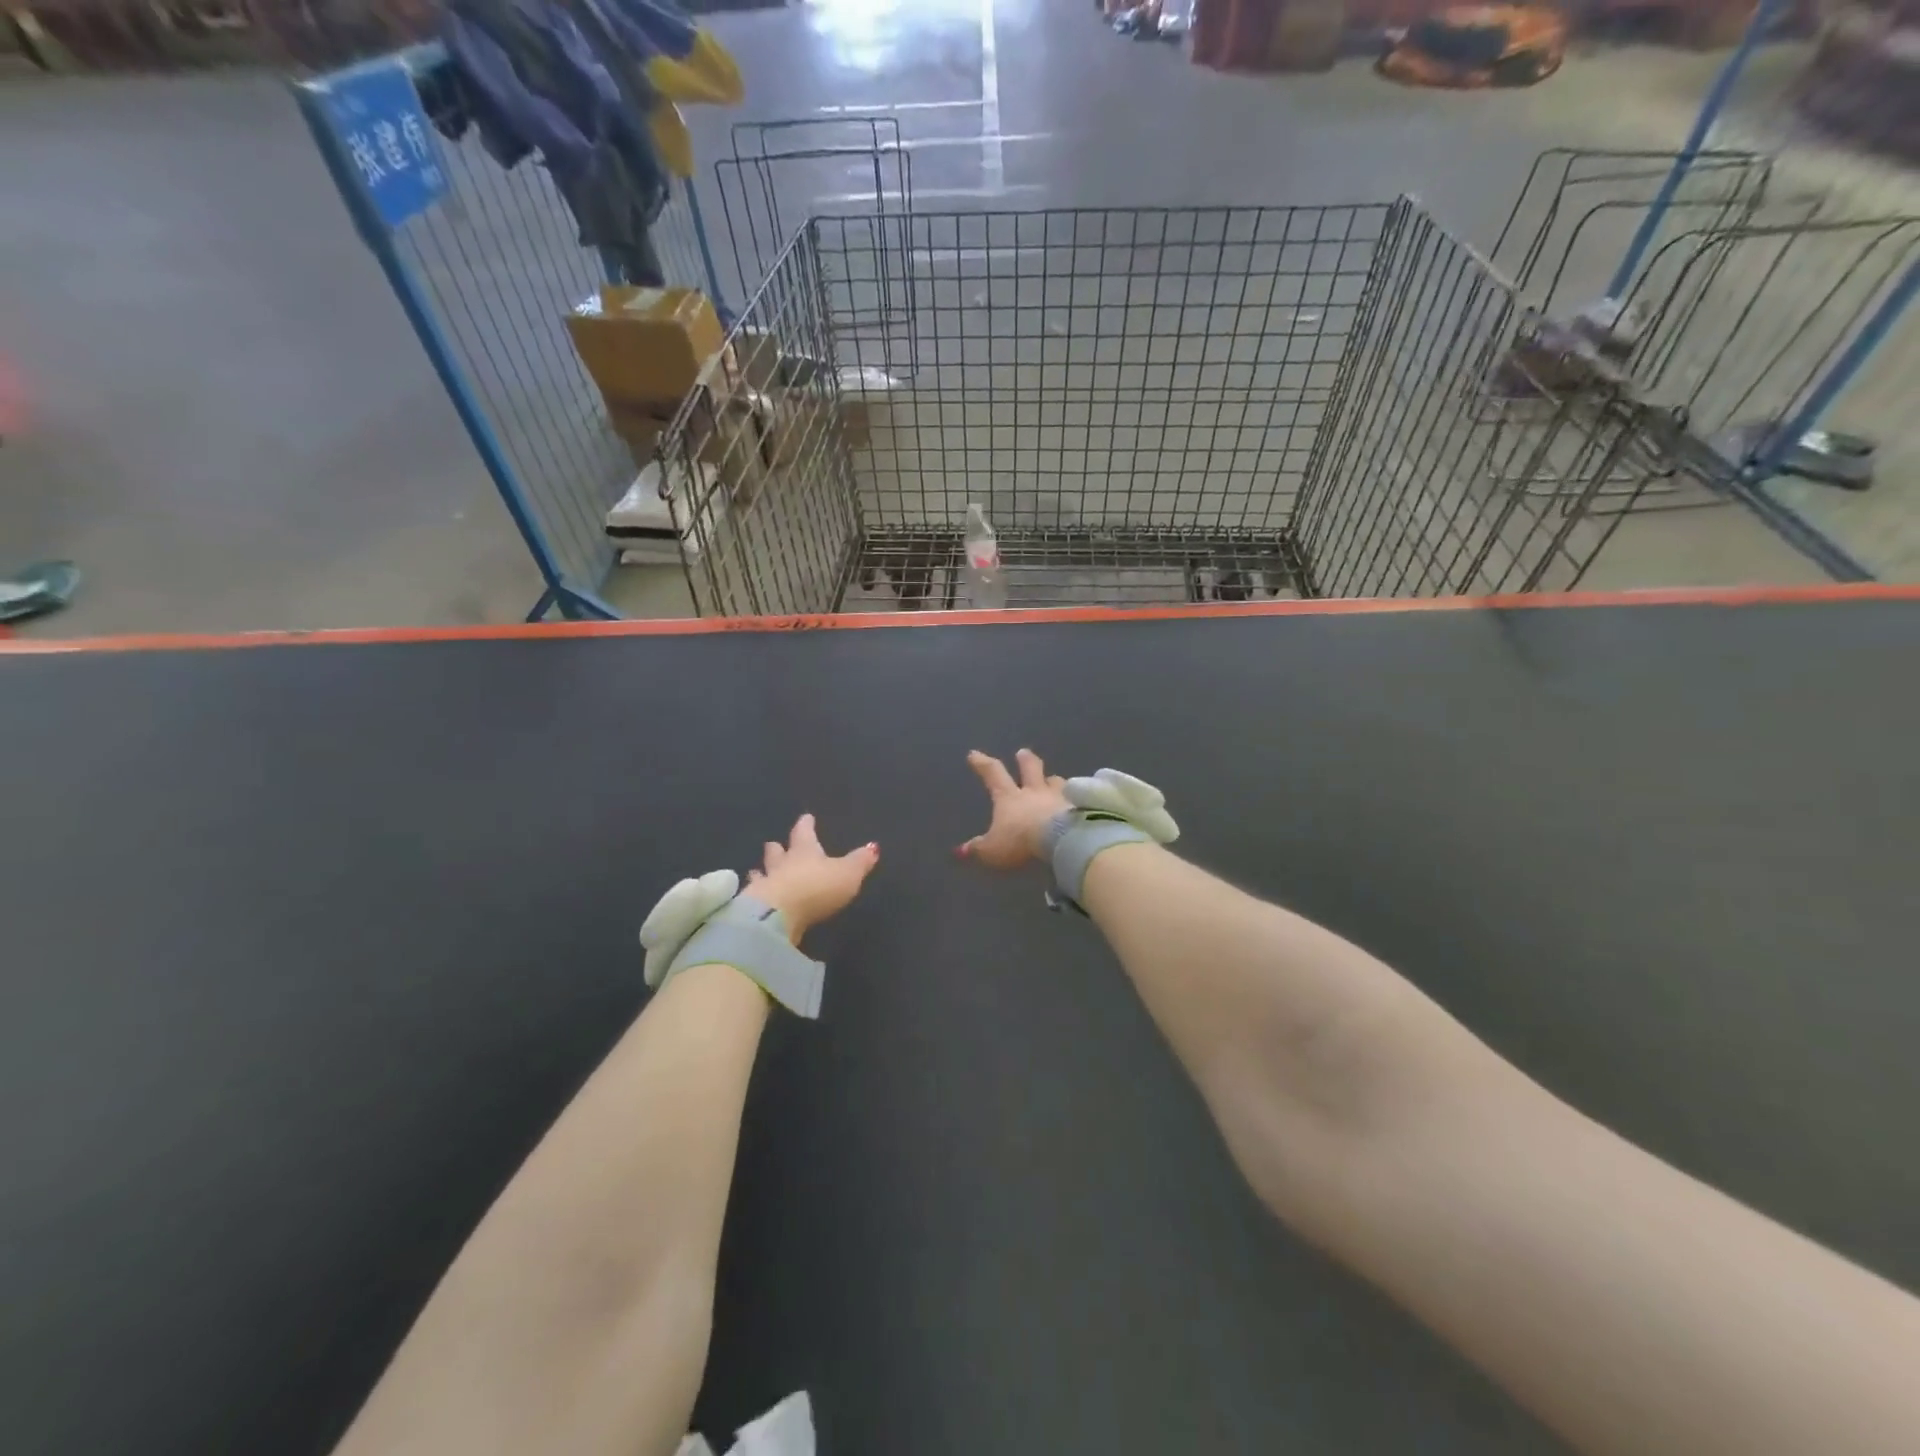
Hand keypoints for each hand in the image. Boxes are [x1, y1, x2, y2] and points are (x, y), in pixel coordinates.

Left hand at [745, 814, 878, 944]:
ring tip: (756, 870)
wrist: (778, 916)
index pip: (805, 833)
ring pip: (761, 874)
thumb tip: (874, 846)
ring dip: (761, 871)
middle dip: (777, 848)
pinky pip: (754, 898)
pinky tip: (752, 899)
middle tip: (774, 843)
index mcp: (805, 851)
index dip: (806, 825)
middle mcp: (782, 864)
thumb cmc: (817, 888)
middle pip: (777, 852)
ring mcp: (765, 885)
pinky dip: (754, 896)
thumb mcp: (847, 873)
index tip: (806, 817)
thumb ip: (859, 861)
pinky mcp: (754, 908)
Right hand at [958, 748, 1070, 869]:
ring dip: (1053, 780)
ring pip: (1056, 782)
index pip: (993, 774)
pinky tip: (1077, 803)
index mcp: (1010, 798)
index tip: (974, 754)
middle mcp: (1035, 792)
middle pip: (1030, 768)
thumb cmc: (1021, 841)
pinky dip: (1074, 799)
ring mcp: (1060, 797)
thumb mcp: (993, 850)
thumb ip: (978, 849)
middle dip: (1025, 760)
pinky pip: (1077, 798)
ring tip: (1054, 780)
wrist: (1061, 839)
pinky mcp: (1080, 806)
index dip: (982, 764)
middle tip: (1023, 752)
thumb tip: (960, 852)